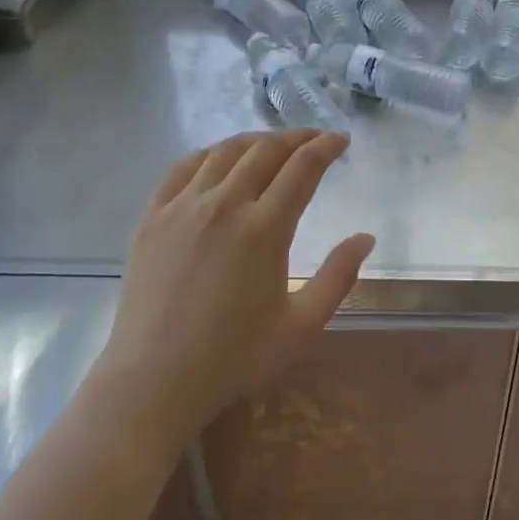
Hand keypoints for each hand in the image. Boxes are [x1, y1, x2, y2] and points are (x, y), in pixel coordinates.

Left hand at [94, 129, 373, 447]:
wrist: (153, 381)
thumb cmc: (234, 359)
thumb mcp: (301, 327)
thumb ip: (339, 277)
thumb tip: (365, 237)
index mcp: (264, 229)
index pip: (302, 167)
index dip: (325, 147)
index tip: (340, 140)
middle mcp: (224, 205)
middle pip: (266, 150)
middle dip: (296, 138)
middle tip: (313, 139)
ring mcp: (183, 207)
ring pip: (225, 151)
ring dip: (256, 141)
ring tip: (272, 145)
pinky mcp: (153, 216)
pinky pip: (183, 167)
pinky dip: (210, 154)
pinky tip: (219, 160)